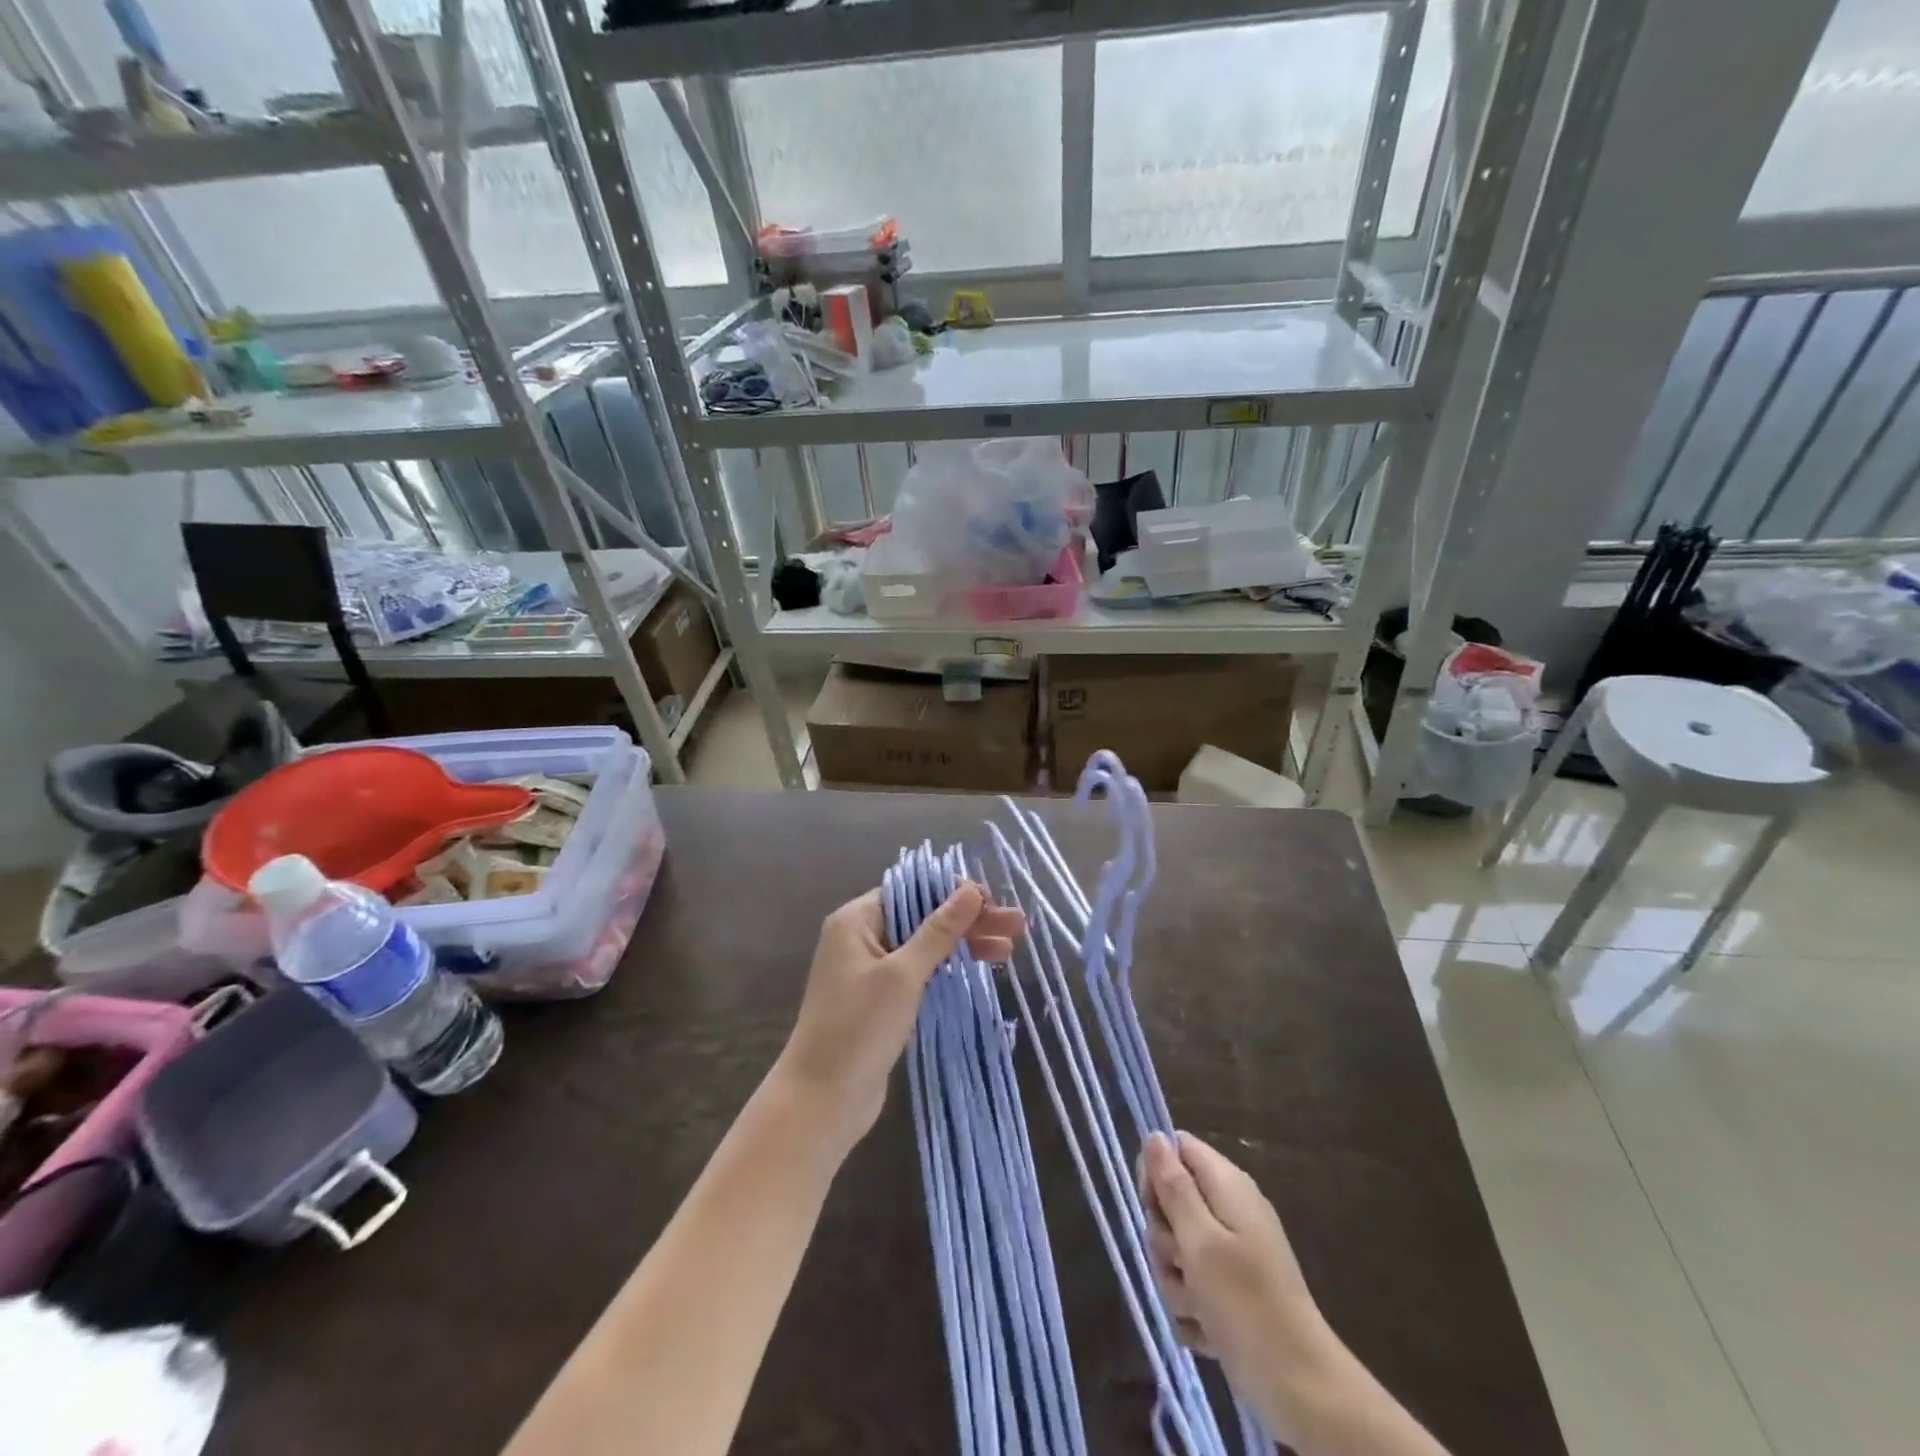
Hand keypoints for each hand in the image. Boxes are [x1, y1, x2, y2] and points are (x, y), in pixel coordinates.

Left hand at [773, 882, 1021, 1156]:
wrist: (821, 1100)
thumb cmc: (859, 1027)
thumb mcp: (903, 974)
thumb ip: (938, 930)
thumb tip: (970, 891)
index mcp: (856, 921)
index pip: (911, 891)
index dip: (952, 892)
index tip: (992, 900)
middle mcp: (861, 938)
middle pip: (921, 917)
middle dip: (968, 920)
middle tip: (1016, 925)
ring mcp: (870, 971)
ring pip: (924, 946)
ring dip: (964, 944)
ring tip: (1009, 949)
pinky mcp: (881, 1000)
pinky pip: (919, 972)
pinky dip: (948, 968)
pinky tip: (979, 968)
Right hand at [1140, 1132, 1329, 1406]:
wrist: (1303, 1391)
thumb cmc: (1246, 1305)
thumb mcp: (1200, 1241)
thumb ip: (1174, 1186)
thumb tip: (1154, 1136)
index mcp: (1227, 1186)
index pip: (1176, 1149)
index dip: (1156, 1173)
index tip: (1154, 1209)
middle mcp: (1230, 1211)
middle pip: (1172, 1204)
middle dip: (1165, 1239)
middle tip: (1182, 1263)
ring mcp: (1234, 1253)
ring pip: (1177, 1251)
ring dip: (1177, 1282)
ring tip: (1198, 1306)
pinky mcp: (1234, 1291)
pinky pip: (1193, 1287)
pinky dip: (1193, 1310)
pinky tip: (1207, 1330)